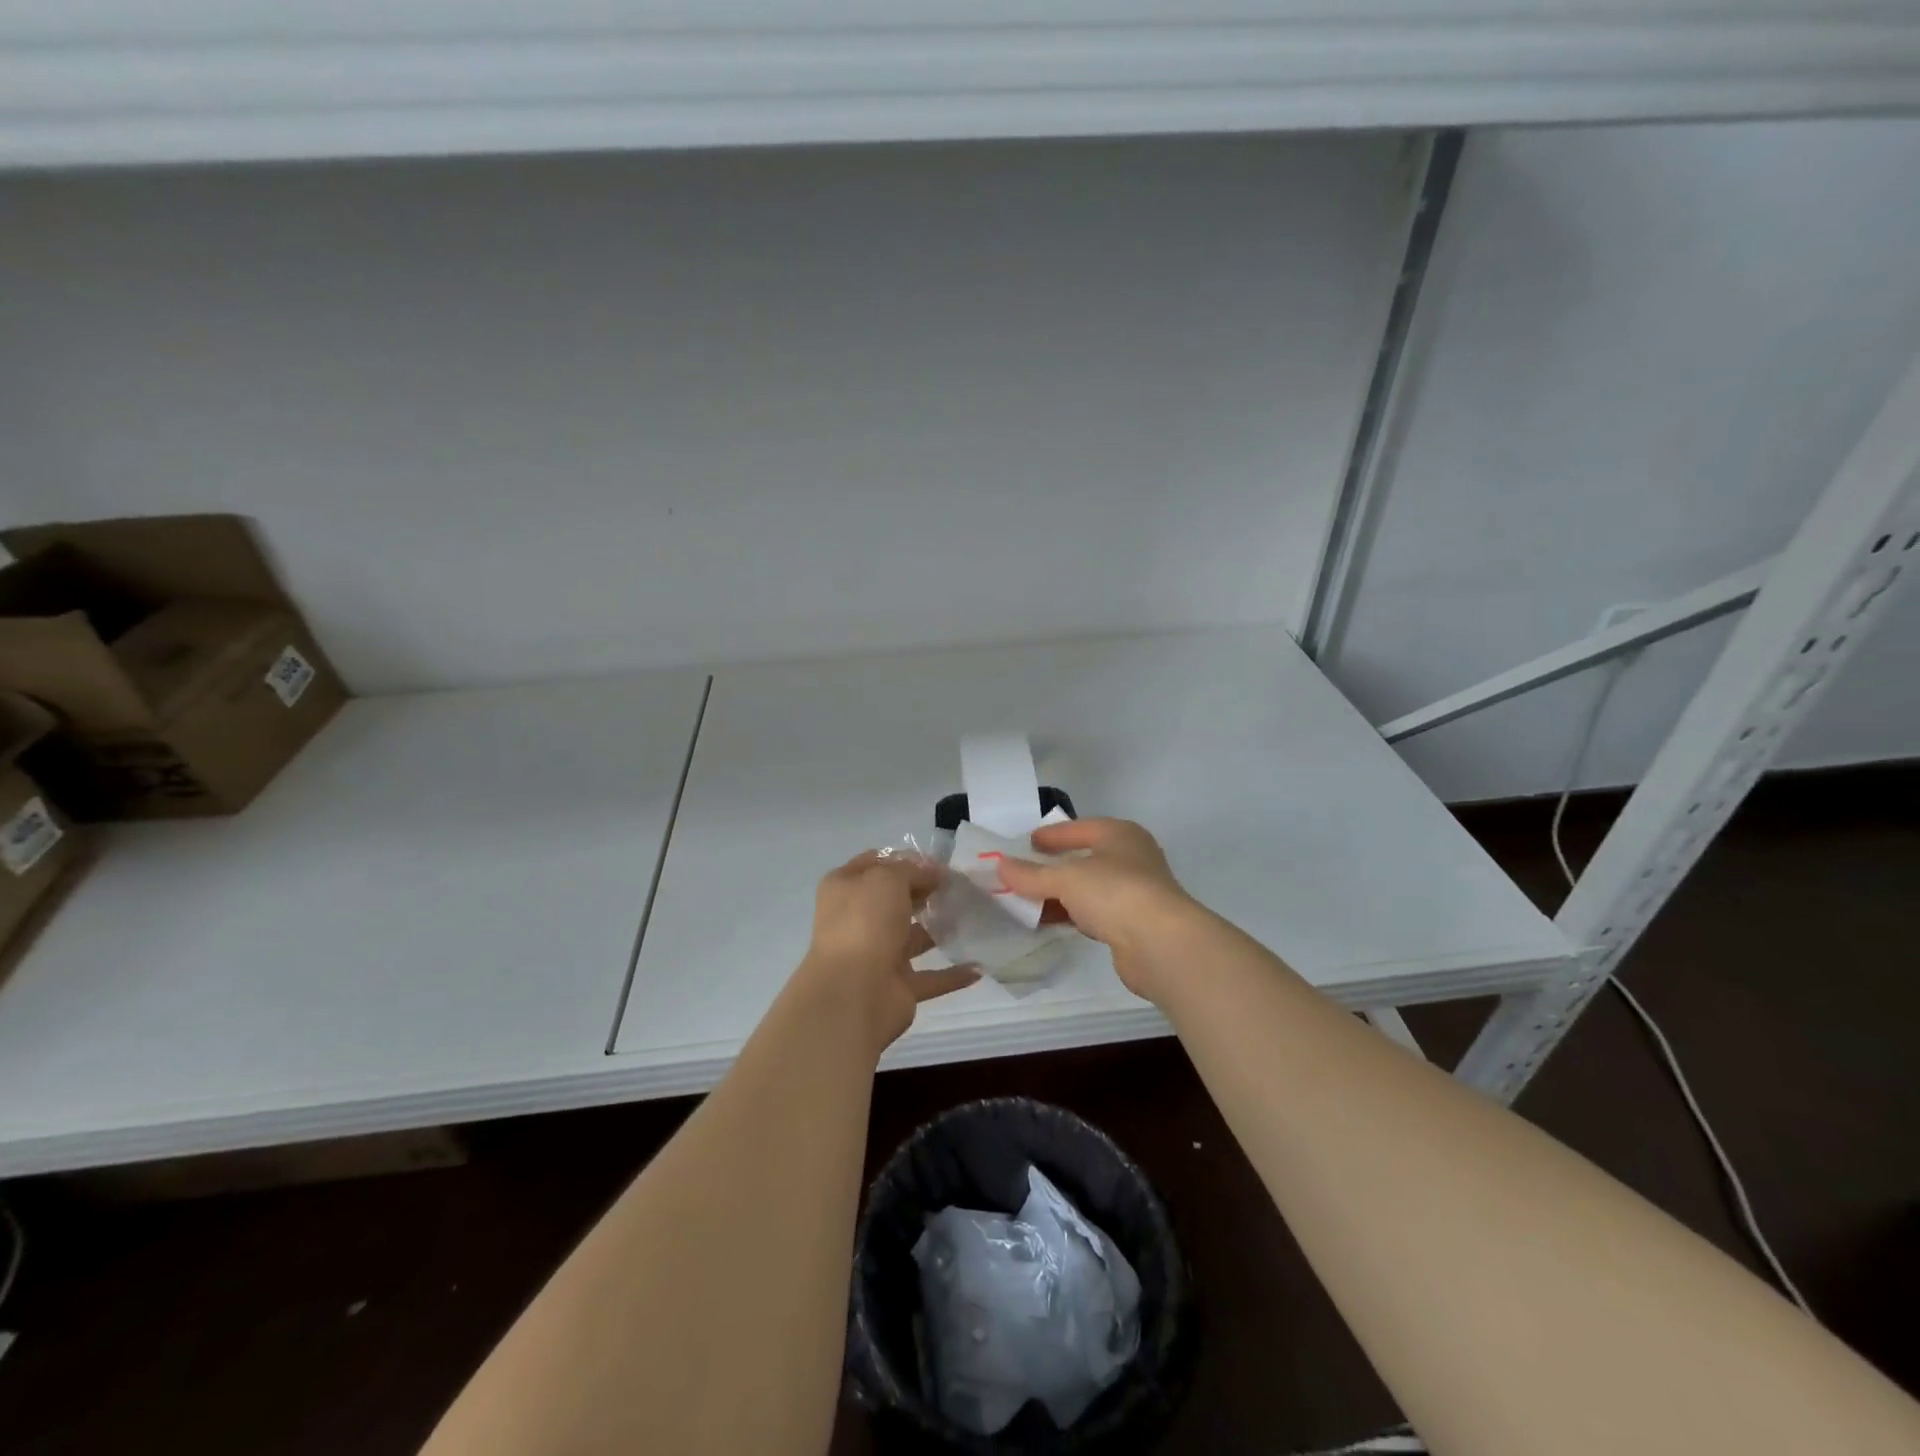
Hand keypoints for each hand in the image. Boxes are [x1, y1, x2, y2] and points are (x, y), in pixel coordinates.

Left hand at [794, 852, 979, 1052]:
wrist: (853, 994)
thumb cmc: (864, 923)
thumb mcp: (887, 878)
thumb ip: (911, 870)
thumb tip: (932, 874)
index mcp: (845, 889)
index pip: (875, 864)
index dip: (905, 860)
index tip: (938, 863)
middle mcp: (857, 920)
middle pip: (895, 900)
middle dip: (925, 892)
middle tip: (960, 887)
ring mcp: (877, 955)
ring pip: (913, 938)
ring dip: (939, 930)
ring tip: (973, 918)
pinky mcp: (897, 987)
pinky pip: (931, 977)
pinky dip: (952, 974)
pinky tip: (979, 966)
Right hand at [996, 819, 1201, 1005]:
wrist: (1161, 943)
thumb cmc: (1115, 892)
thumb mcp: (1066, 878)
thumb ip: (1031, 874)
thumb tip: (1000, 866)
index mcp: (1120, 834)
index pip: (1079, 828)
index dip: (1052, 835)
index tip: (1025, 842)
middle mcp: (1131, 858)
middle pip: (1084, 858)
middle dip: (1053, 866)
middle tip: (1022, 871)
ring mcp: (1134, 892)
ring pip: (1088, 888)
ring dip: (1060, 894)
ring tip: (1027, 899)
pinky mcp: (1133, 924)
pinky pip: (1094, 913)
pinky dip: (1072, 915)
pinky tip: (1050, 922)